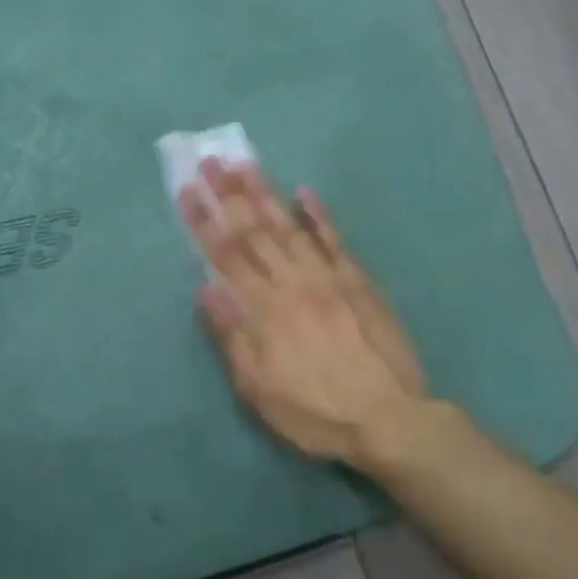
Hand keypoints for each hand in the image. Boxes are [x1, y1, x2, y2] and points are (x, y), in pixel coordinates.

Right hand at [181, 160, 429, 469]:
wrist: (390, 418)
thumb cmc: (316, 412)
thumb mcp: (260, 390)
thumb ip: (233, 336)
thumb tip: (206, 288)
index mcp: (266, 310)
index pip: (227, 256)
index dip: (204, 222)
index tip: (187, 190)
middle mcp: (294, 283)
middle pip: (256, 231)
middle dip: (229, 194)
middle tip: (210, 160)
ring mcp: (330, 278)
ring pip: (291, 227)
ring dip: (267, 193)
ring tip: (247, 164)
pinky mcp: (360, 282)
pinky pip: (336, 240)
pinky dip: (320, 215)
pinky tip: (306, 192)